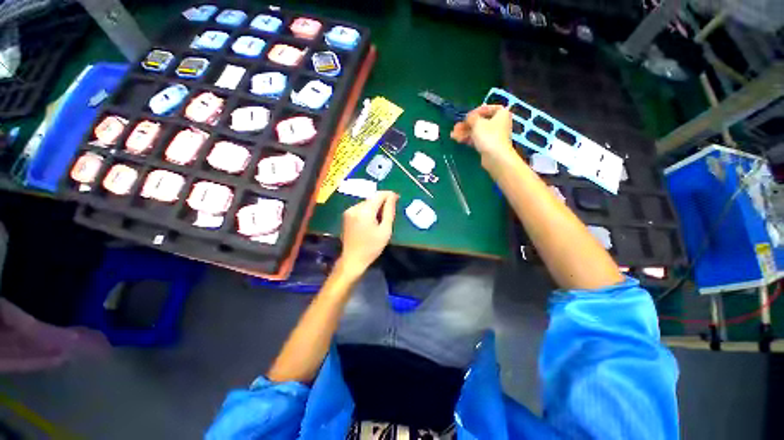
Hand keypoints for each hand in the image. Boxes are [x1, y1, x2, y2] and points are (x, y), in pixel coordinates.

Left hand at [339, 191, 398, 274]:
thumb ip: (389, 211)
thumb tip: (393, 197)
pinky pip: (360, 208)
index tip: (398, 198)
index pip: (379, 195)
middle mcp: (355, 207)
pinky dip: (368, 211)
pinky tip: (371, 221)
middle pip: (372, 198)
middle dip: (382, 202)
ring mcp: (349, 211)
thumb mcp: (385, 230)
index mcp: (365, 211)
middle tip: (390, 213)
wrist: (353, 259)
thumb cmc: (372, 247)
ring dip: (375, 207)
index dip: (389, 195)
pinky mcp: (346, 215)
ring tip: (381, 219)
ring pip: (366, 203)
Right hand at [450, 105, 514, 159]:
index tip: (467, 116)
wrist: (495, 157)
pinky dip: (469, 139)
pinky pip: (477, 139)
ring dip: (465, 132)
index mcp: (501, 113)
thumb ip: (471, 117)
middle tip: (455, 128)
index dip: (476, 111)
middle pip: (480, 121)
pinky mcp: (489, 145)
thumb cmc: (489, 136)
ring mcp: (494, 135)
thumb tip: (469, 117)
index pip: (487, 108)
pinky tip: (458, 140)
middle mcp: (499, 123)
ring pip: (477, 131)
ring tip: (453, 135)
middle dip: (466, 125)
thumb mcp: (477, 123)